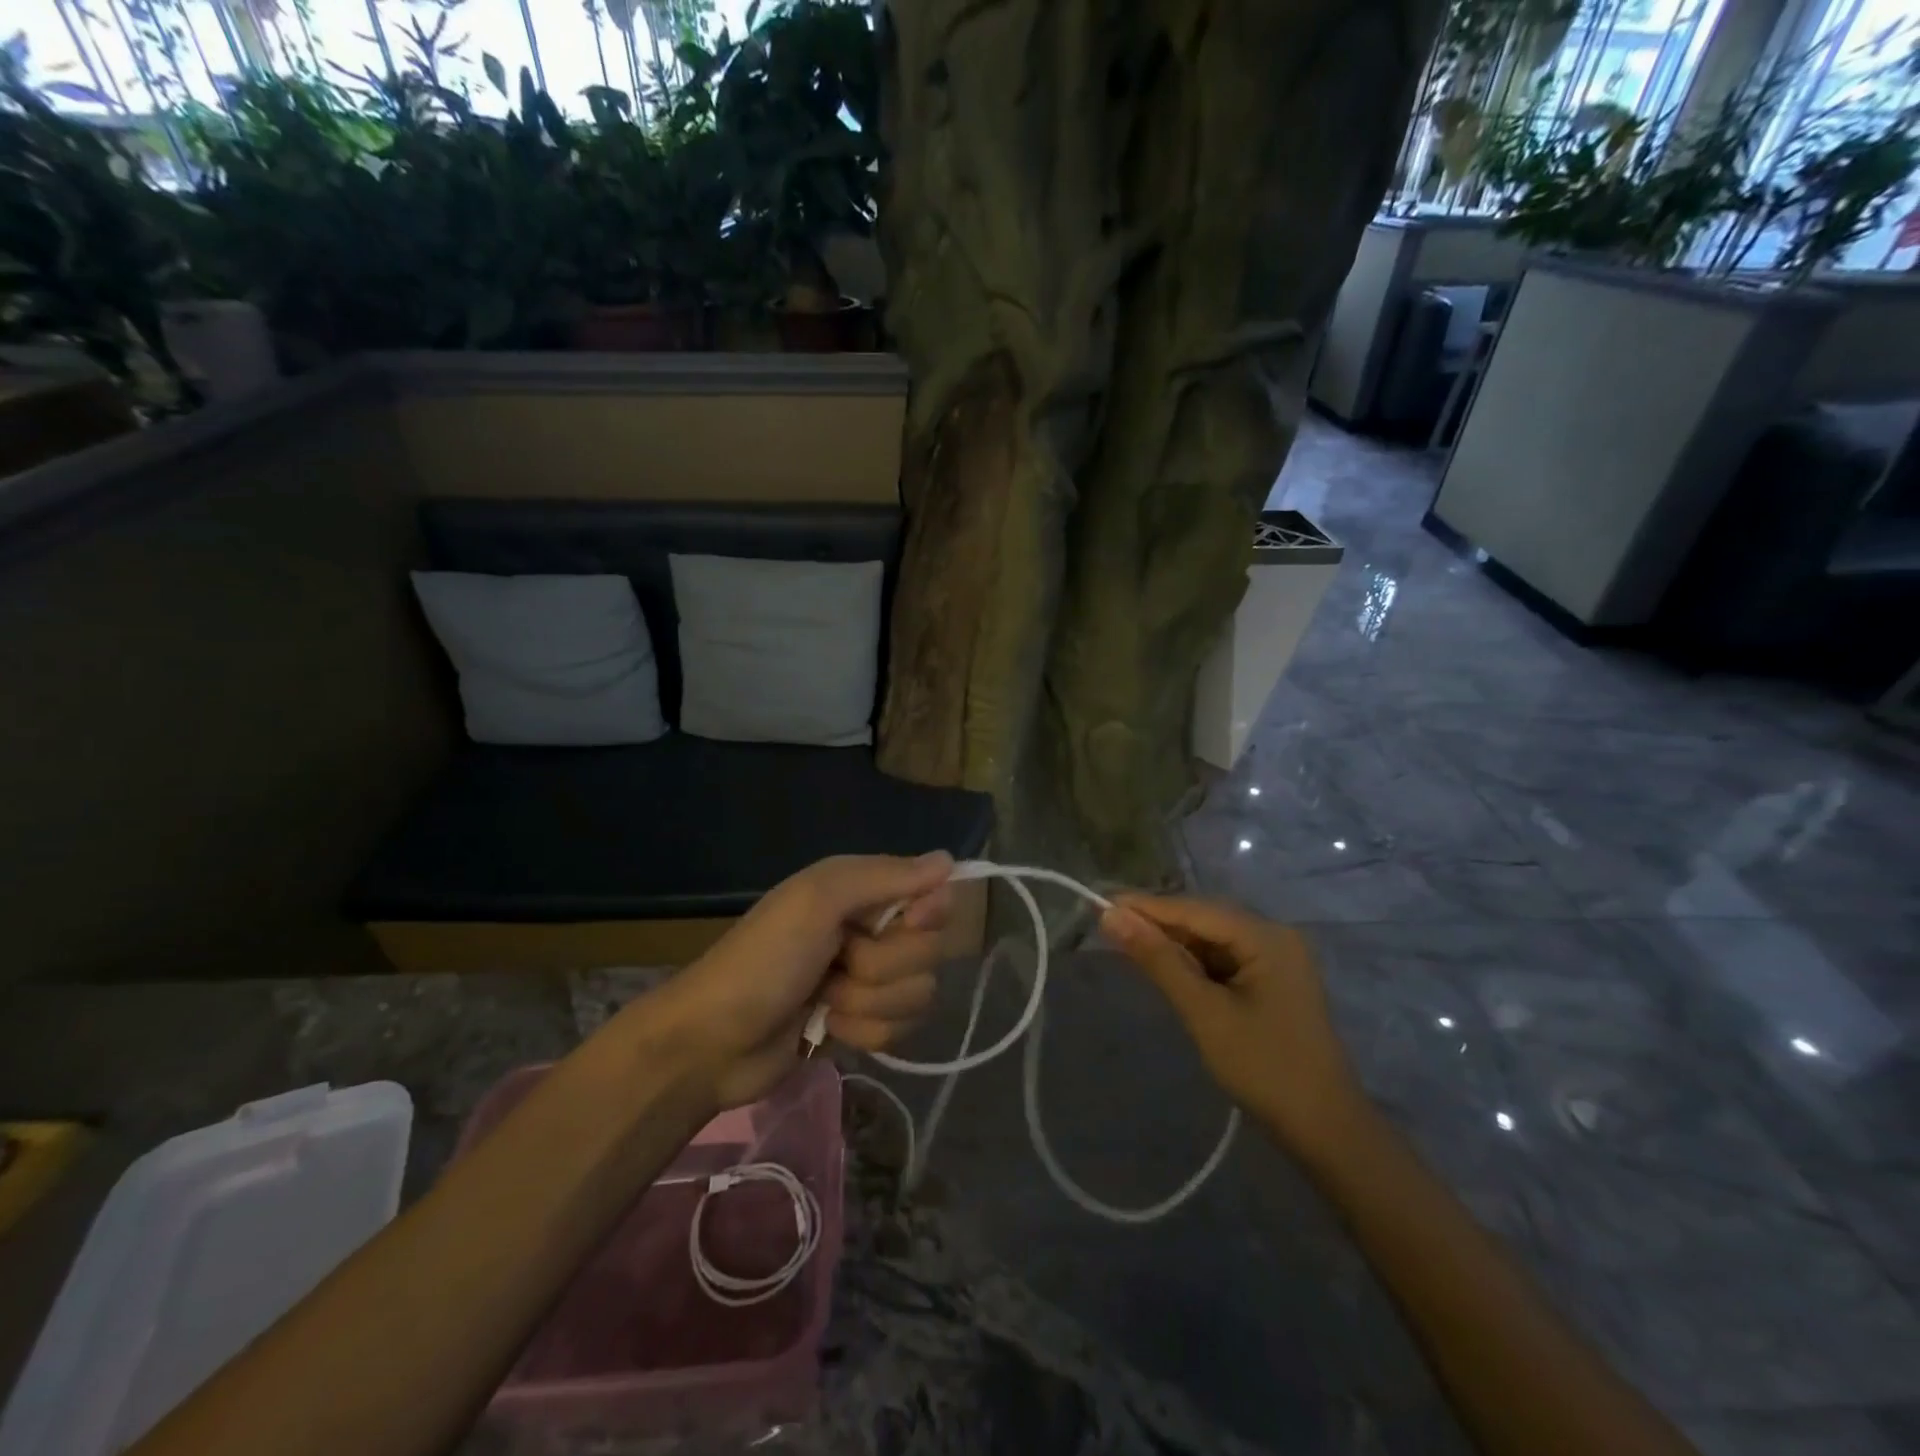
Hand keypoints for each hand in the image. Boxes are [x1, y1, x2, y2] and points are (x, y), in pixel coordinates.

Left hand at [634, 852, 953, 1107]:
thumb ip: (885, 876)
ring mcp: (868, 981)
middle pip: (929, 950)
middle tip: (838, 963)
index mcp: (861, 891)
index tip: (909, 922)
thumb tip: (950, 859)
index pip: (932, 894)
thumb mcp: (818, 901)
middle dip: (884, 966)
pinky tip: (828, 1028)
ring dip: (869, 1003)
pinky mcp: (863, 1024)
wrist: (713, 1041)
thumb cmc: (764, 959)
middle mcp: (871, 929)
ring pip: (918, 993)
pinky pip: (900, 1029)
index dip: (928, 913)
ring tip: (825, 1000)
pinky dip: (863, 1032)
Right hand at [1101, 894, 1369, 1160]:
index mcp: (1266, 936)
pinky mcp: (1273, 980)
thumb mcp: (1204, 1012)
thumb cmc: (1265, 1068)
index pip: (1195, 909)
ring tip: (1128, 944)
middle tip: (1109, 927)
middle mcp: (1275, 935)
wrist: (1326, 1131)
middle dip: (1158, 923)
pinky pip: (1224, 958)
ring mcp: (1277, 958)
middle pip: (1205, 918)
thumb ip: (1158, 960)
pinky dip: (1194, 962)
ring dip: (1174, 943)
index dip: (1147, 906)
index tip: (1101, 904)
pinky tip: (1167, 968)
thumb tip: (1111, 917)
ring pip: (1213, 938)